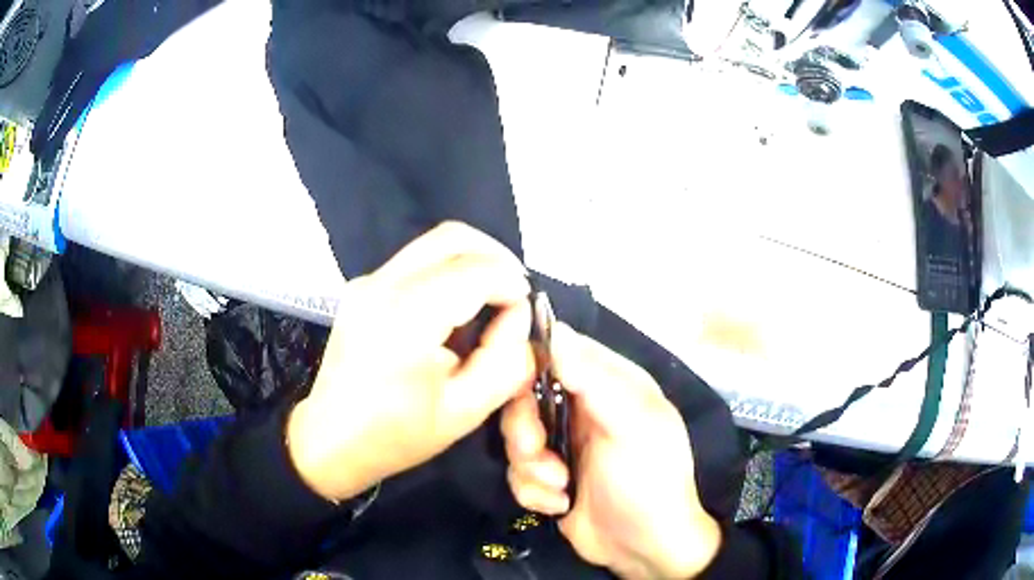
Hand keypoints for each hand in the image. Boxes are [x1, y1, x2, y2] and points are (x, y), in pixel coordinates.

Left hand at [287, 222, 534, 501]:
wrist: (330, 440)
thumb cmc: (394, 435)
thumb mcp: (465, 412)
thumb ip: (507, 362)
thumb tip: (519, 318)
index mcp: (406, 318)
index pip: (477, 271)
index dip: (513, 286)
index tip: (525, 314)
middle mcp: (382, 285)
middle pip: (454, 237)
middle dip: (497, 257)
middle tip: (516, 293)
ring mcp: (368, 281)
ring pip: (435, 243)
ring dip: (473, 261)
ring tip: (492, 300)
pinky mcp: (363, 287)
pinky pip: (417, 260)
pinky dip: (449, 270)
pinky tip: (457, 308)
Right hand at [502, 324, 720, 578]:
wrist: (644, 547)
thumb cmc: (649, 480)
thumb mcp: (633, 425)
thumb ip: (595, 380)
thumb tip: (553, 331)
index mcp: (608, 383)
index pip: (559, 348)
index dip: (529, 358)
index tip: (510, 383)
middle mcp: (582, 407)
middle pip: (523, 394)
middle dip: (524, 428)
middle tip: (538, 452)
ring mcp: (563, 443)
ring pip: (515, 436)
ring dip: (530, 466)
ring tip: (559, 486)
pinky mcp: (548, 476)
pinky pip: (517, 471)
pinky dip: (533, 491)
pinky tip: (560, 505)